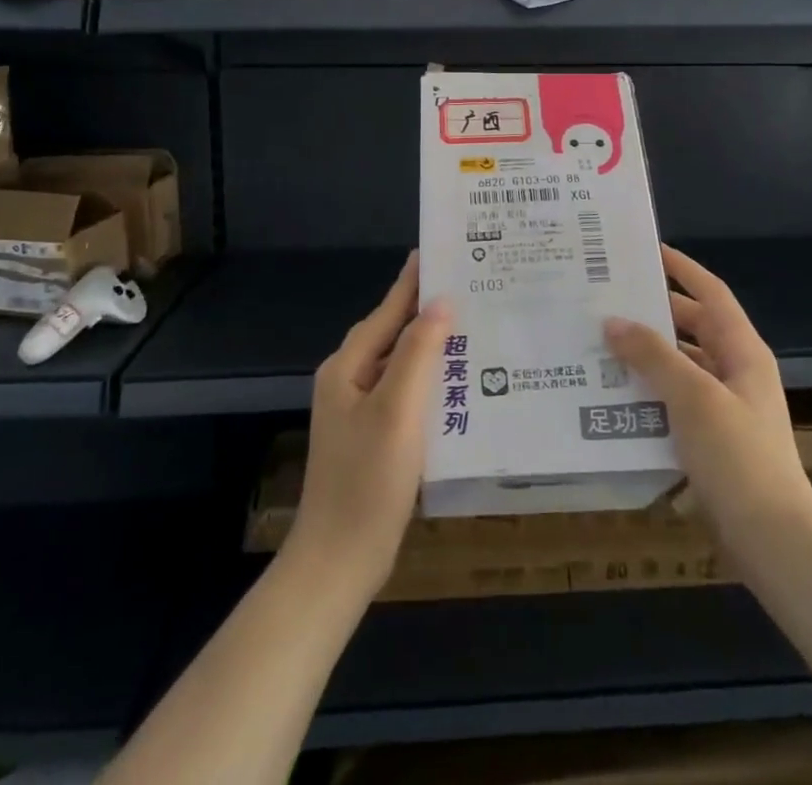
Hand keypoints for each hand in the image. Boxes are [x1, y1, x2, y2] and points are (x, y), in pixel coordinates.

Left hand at [285, 252, 449, 597]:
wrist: (339, 561)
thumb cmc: (367, 481)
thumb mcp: (397, 410)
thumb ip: (418, 352)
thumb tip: (440, 301)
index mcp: (348, 366)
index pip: (388, 310)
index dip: (413, 280)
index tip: (440, 250)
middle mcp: (350, 380)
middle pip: (393, 331)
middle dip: (427, 308)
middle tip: (469, 285)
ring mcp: (360, 409)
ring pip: (401, 361)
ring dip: (431, 343)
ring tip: (472, 324)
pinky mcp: (374, 435)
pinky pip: (405, 390)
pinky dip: (430, 377)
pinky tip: (458, 380)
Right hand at [604, 246, 811, 558]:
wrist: (774, 544)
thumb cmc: (739, 458)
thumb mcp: (693, 397)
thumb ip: (653, 356)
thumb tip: (612, 321)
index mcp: (743, 351)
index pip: (711, 293)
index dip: (682, 268)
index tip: (647, 250)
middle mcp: (736, 372)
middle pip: (692, 327)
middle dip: (655, 312)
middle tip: (609, 298)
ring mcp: (725, 408)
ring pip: (681, 366)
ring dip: (646, 355)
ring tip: (600, 343)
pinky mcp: (712, 441)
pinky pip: (675, 402)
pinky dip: (648, 394)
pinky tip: (613, 397)